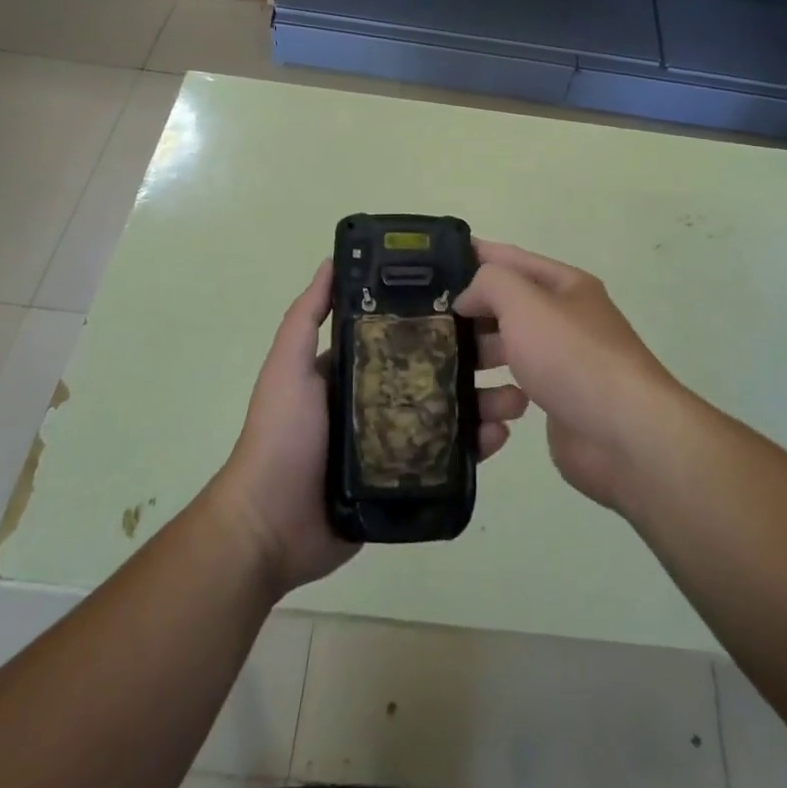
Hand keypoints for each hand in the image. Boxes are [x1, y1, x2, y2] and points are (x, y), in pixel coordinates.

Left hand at [214, 260, 528, 598]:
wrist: (268, 527)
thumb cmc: (281, 435)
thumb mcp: (288, 366)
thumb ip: (307, 316)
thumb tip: (333, 260)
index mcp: (358, 366)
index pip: (409, 333)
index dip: (442, 317)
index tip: (479, 303)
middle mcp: (382, 396)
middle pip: (439, 369)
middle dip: (477, 358)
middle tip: (512, 351)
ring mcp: (397, 439)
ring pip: (453, 412)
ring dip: (487, 401)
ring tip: (518, 397)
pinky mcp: (408, 478)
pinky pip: (450, 456)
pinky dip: (478, 444)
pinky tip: (501, 436)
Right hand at [457, 241, 679, 513]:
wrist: (626, 436)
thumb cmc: (573, 356)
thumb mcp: (525, 302)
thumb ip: (489, 284)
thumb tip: (469, 298)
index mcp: (564, 286)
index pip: (511, 259)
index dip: (474, 255)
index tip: (431, 262)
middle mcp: (564, 320)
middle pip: (505, 310)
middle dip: (470, 318)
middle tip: (427, 329)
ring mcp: (562, 365)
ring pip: (506, 355)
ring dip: (481, 366)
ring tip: (455, 379)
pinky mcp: (557, 406)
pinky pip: (513, 395)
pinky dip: (497, 403)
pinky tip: (490, 417)